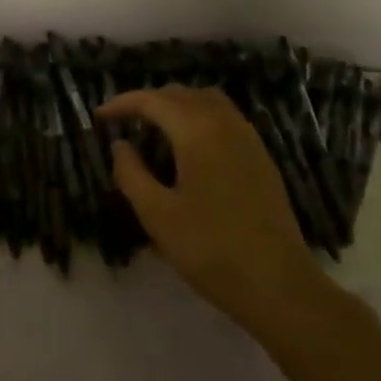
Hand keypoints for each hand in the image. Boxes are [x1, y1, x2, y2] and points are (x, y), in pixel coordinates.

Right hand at [97, 87, 338, 338]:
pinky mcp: (261, 158)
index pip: (152, 100)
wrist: (280, 286)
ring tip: (156, 129)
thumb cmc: (211, 249)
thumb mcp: (157, 215)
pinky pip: (225, 118)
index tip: (100, 117)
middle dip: (148, 102)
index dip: (122, 104)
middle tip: (124, 123)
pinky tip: (191, 148)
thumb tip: (120, 145)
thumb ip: (131, 173)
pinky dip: (200, 117)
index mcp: (196, 130)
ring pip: (206, 101)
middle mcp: (224, 123)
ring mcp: (248, 139)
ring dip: (177, 105)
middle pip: (180, 94)